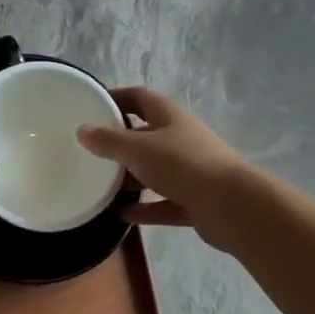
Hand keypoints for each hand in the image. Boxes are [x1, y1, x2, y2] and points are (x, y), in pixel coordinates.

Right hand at [77, 87, 246, 231]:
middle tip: (91, 151)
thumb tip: (82, 130)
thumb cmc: (183, 165)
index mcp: (169, 117)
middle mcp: (181, 139)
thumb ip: (109, 141)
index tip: (92, 106)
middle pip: (146, 135)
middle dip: (120, 142)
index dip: (116, 98)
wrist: (232, 206)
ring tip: (102, 185)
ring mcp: (190, 171)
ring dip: (131, 177)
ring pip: (155, 170)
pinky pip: (164, 202)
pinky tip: (122, 215)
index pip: (139, 97)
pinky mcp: (195, 200)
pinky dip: (145, 208)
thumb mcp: (138, 149)